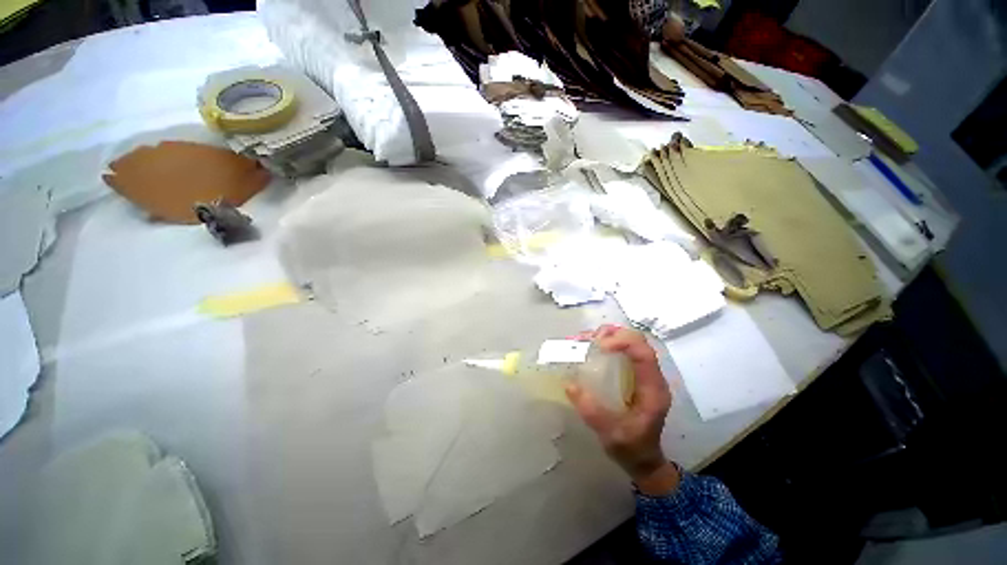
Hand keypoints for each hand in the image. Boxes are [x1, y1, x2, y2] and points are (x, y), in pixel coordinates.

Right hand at [565, 325, 680, 494]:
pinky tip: (590, 348)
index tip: (599, 345)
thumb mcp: (611, 434)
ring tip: (586, 341)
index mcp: (652, 388)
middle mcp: (650, 376)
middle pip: (637, 341)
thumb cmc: (631, 448)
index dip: (623, 341)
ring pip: (630, 341)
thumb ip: (592, 412)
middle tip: (589, 340)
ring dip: (608, 336)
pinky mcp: (633, 374)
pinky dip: (606, 343)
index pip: (643, 353)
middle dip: (613, 334)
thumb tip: (570, 384)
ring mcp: (642, 373)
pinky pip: (623, 350)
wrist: (643, 460)